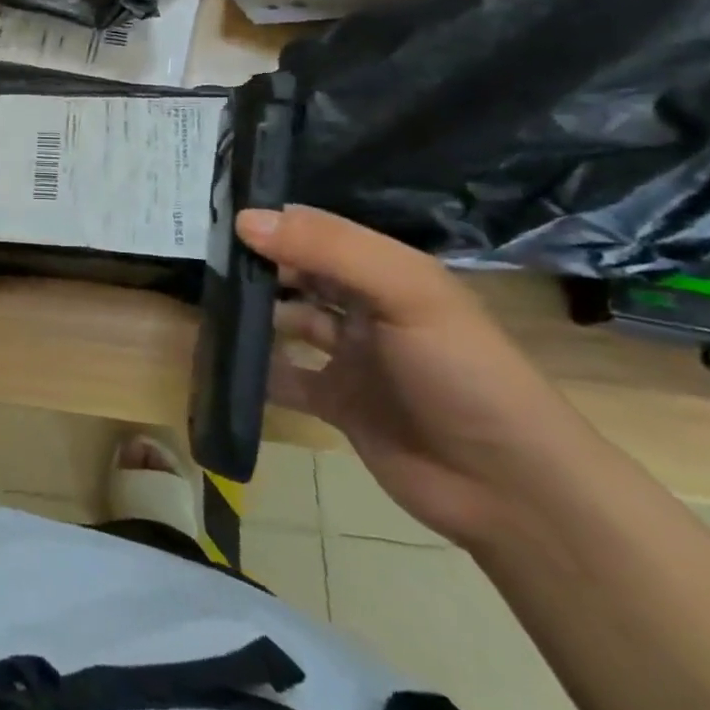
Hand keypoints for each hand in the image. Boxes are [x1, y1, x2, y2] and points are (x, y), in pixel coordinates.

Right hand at [236, 205, 583, 547]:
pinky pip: (284, 377)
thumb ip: (329, 249)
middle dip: (254, 267)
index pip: (318, 233)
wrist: (511, 491)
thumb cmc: (462, 374)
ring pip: (287, 322)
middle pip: (299, 275)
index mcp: (388, 274)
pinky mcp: (337, 403)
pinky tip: (220, 361)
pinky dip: (254, 370)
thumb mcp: (406, 294)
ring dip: (250, 316)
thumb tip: (245, 220)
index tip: (214, 218)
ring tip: (202, 307)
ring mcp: (351, 358)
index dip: (272, 223)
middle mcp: (367, 309)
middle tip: (198, 261)